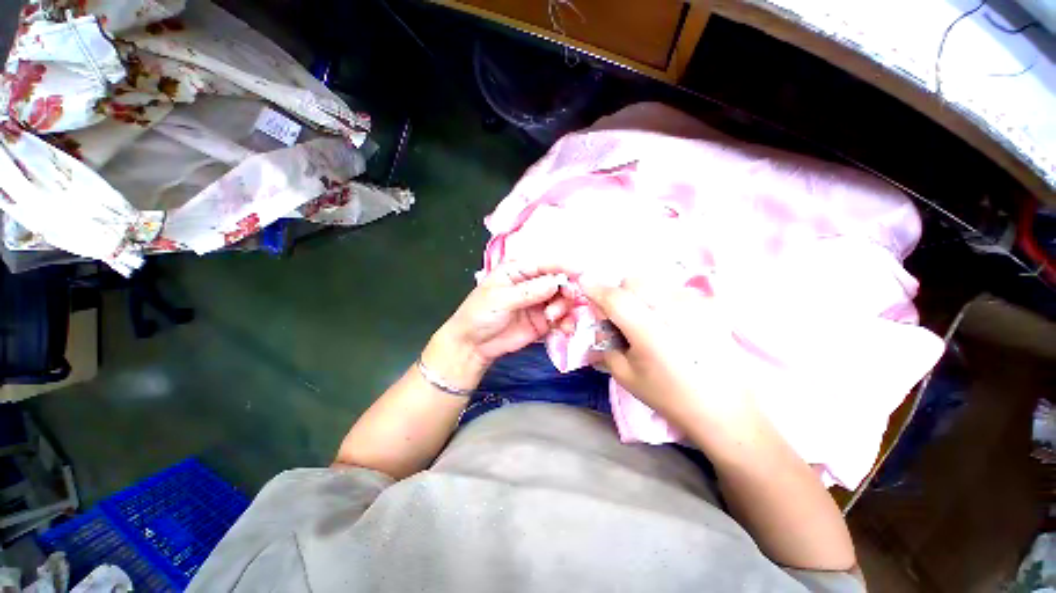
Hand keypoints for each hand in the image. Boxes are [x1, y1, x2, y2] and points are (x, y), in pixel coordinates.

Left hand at [438, 262, 570, 365]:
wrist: (473, 345)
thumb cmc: (480, 314)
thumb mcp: (501, 299)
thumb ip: (529, 292)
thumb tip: (556, 282)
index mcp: (519, 271)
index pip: (546, 264)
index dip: (564, 266)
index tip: (581, 273)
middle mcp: (533, 284)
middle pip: (559, 281)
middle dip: (566, 291)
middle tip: (565, 302)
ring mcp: (539, 303)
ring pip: (563, 300)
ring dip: (565, 308)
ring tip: (553, 319)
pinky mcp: (543, 321)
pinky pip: (561, 318)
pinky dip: (566, 322)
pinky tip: (564, 329)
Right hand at [578, 276, 750, 421]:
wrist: (722, 408)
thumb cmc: (668, 396)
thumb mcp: (624, 375)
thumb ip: (606, 341)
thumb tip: (602, 318)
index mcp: (649, 333)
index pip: (616, 298)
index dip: (596, 288)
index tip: (583, 282)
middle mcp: (674, 311)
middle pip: (635, 281)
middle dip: (620, 292)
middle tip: (622, 315)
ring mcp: (696, 305)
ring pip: (654, 283)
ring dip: (642, 295)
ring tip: (649, 321)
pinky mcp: (711, 306)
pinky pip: (675, 290)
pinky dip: (663, 300)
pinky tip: (671, 323)